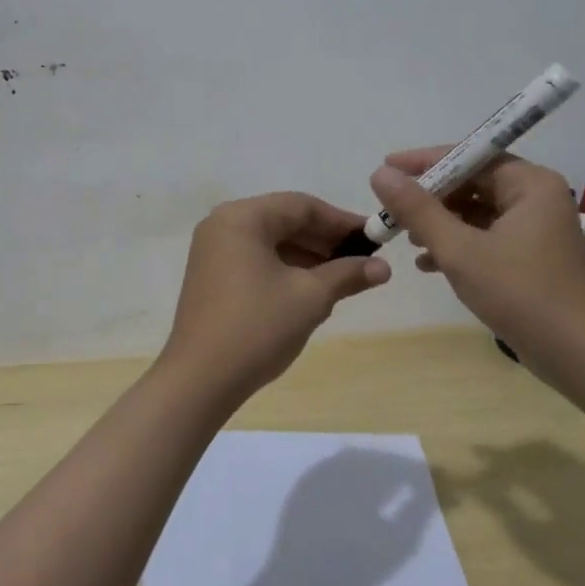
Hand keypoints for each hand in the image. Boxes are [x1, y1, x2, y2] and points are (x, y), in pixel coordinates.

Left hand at [161, 193, 390, 403]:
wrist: (200, 379)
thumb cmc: (257, 328)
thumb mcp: (310, 298)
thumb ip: (347, 275)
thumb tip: (384, 268)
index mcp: (242, 217)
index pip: (301, 206)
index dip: (342, 222)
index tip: (375, 238)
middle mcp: (223, 224)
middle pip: (284, 220)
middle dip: (325, 240)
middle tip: (364, 259)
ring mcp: (213, 250)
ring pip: (271, 241)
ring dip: (307, 256)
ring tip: (343, 277)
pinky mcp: (211, 275)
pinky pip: (255, 259)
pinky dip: (285, 268)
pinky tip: (311, 289)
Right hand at [369, 151, 584, 362]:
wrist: (580, 356)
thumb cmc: (520, 294)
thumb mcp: (460, 249)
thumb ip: (418, 210)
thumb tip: (380, 174)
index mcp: (529, 184)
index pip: (470, 156)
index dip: (425, 161)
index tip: (386, 168)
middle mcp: (537, 198)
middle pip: (473, 183)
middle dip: (431, 197)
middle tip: (391, 208)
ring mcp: (536, 228)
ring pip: (477, 212)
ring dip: (440, 223)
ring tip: (405, 238)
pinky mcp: (532, 256)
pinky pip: (486, 236)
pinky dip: (458, 244)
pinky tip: (427, 263)